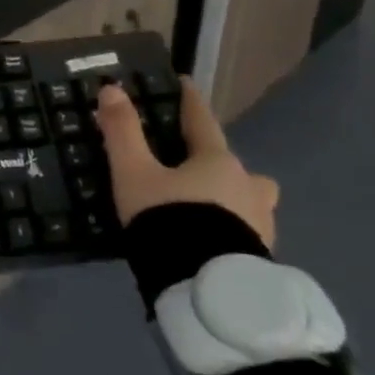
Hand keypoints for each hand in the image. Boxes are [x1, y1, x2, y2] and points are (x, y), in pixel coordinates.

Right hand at [94, 78, 278, 247]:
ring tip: (207, 211)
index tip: (185, 84)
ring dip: (233, 198)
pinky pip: (247, 232)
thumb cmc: (170, 219)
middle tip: (195, 168)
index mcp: (216, 160)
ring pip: (250, 200)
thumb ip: (122, 131)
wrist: (206, 289)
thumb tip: (112, 89)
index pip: (202, 120)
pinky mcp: (262, 258)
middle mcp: (247, 186)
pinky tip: (212, 242)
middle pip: (235, 165)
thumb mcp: (134, 173)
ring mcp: (261, 224)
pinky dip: (232, 229)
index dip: (190, 101)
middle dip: (218, 162)